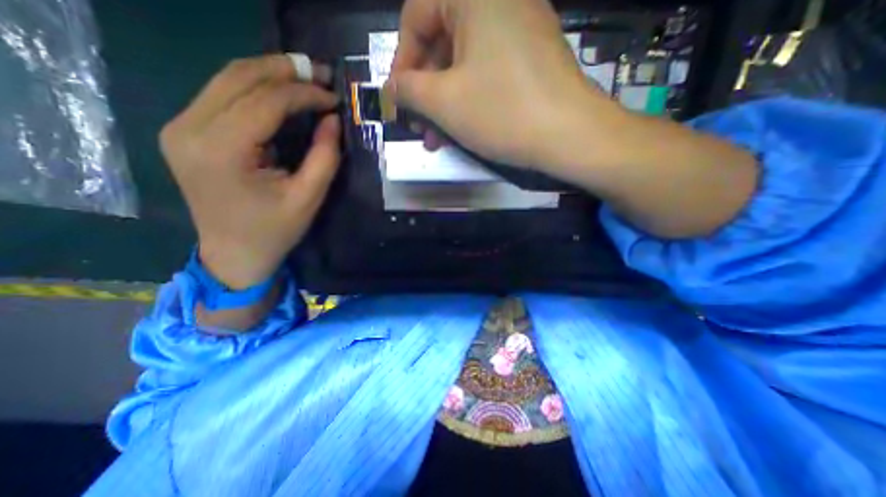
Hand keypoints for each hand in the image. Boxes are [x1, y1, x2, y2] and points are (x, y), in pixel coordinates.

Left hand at [162, 55, 338, 287]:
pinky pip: (222, 94)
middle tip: (321, 74)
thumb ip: (324, 158)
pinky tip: (281, 93)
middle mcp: (189, 128)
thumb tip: (333, 119)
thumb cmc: (274, 231)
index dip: (304, 94)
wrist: (234, 253)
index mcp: (220, 151)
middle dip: (285, 71)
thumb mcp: (308, 198)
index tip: (334, 97)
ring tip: (306, 77)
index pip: (264, 101)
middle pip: (239, 77)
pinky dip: (256, 88)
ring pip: (227, 79)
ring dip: (270, 74)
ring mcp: (180, 126)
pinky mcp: (186, 131)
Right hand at [389, 0, 621, 170]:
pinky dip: (468, 100)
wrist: (569, 134)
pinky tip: (460, 130)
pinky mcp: (530, 59)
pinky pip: (486, 74)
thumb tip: (392, 88)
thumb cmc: (502, 111)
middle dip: (425, 91)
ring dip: (445, 103)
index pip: (416, 15)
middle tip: (417, 125)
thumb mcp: (444, 102)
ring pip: (464, 65)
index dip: (401, 60)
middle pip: (442, 43)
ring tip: (435, 138)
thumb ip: (409, 90)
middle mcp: (499, 1)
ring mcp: (519, 30)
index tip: (398, 98)